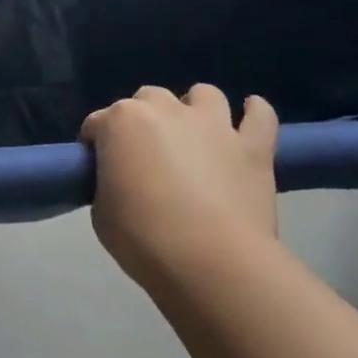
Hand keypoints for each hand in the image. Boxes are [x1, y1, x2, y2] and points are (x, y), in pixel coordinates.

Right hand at [82, 84, 278, 287]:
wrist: (211, 262)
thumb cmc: (143, 238)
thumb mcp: (101, 212)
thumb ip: (108, 183)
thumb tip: (120, 181)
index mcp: (121, 121)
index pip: (97, 123)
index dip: (97, 145)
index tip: (99, 169)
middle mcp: (165, 110)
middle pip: (148, 98)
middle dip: (144, 119)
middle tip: (146, 155)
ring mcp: (213, 125)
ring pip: (204, 94)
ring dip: (196, 109)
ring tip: (195, 135)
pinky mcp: (252, 147)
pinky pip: (261, 116)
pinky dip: (255, 113)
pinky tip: (250, 116)